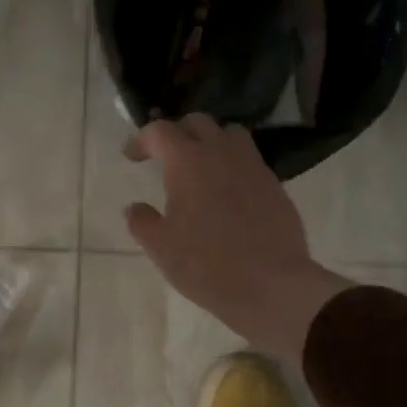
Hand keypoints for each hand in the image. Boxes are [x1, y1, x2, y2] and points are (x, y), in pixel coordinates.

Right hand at [125, 115, 351, 362]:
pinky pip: (249, 159)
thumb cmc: (206, 264)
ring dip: (210, 141)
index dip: (141, 139)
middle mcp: (221, 153)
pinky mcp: (274, 184)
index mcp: (187, 161)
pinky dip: (232, 164)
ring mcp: (253, 166)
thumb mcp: (161, 248)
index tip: (131, 156)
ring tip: (200, 167)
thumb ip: (142, 222)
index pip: (159, 131)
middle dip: (176, 133)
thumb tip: (134, 208)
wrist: (271, 284)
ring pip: (229, 134)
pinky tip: (226, 191)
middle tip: (164, 157)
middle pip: (197, 123)